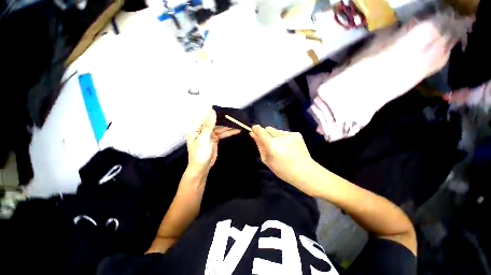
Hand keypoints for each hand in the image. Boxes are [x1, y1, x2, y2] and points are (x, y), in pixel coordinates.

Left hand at [186, 110, 240, 174]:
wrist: (202, 167)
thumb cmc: (200, 153)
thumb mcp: (204, 138)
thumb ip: (209, 125)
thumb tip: (212, 111)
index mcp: (196, 127)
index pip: (206, 116)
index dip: (215, 112)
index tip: (225, 109)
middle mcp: (202, 129)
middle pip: (215, 121)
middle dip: (224, 119)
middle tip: (235, 116)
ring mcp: (209, 134)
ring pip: (220, 127)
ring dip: (229, 126)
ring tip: (238, 123)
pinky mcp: (214, 138)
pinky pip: (222, 133)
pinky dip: (229, 132)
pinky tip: (236, 130)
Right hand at [250, 125, 317, 195]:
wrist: (306, 172)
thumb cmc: (283, 169)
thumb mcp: (267, 160)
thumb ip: (259, 146)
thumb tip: (253, 134)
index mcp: (272, 146)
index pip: (261, 131)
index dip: (256, 129)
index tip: (254, 130)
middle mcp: (281, 137)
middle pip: (268, 129)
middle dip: (267, 135)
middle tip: (271, 146)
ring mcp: (290, 134)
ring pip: (276, 131)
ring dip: (276, 137)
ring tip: (282, 148)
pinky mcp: (297, 134)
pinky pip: (284, 133)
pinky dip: (284, 138)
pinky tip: (289, 147)